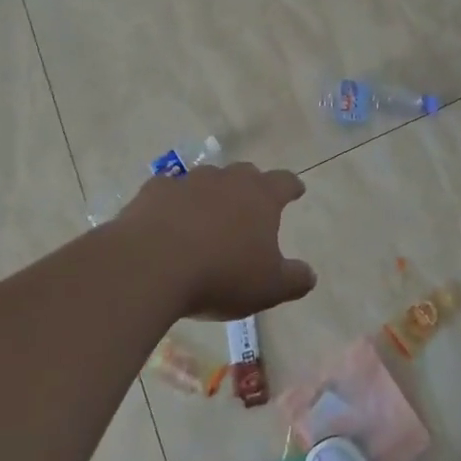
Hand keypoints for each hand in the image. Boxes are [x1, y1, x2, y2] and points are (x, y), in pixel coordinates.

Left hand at [116, 162, 316, 320]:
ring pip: (206, 179)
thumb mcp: (269, 288)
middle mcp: (227, 180)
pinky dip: (171, 203)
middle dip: (250, 186)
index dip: (292, 187)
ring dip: (210, 194)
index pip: (284, 182)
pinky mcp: (153, 192)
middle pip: (245, 173)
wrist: (151, 266)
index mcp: (261, 197)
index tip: (296, 190)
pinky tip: (166, 220)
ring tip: (207, 216)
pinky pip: (168, 191)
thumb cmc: (221, 275)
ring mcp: (188, 182)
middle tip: (250, 205)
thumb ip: (294, 280)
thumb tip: (310, 275)